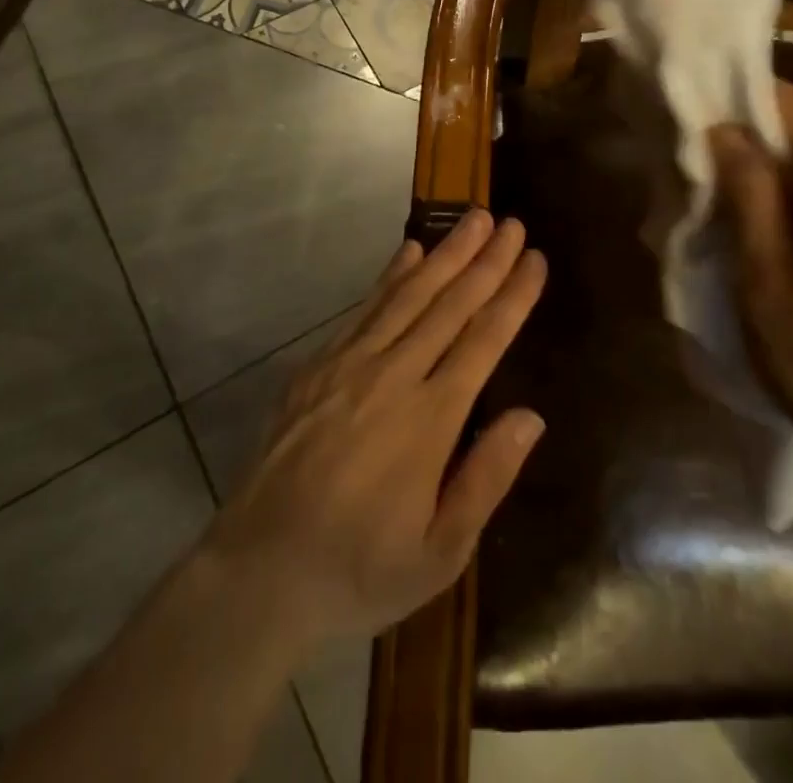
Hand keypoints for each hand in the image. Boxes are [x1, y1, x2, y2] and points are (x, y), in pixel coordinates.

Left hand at [202, 210, 546, 650]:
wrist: (258, 572)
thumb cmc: (358, 570)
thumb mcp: (439, 554)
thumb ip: (486, 479)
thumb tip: (531, 416)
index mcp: (430, 420)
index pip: (484, 340)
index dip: (513, 296)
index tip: (534, 258)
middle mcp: (393, 376)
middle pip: (450, 304)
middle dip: (486, 260)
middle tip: (511, 222)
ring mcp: (350, 365)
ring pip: (409, 295)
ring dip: (445, 253)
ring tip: (472, 219)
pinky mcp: (318, 366)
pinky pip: (364, 309)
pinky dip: (390, 276)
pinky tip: (409, 251)